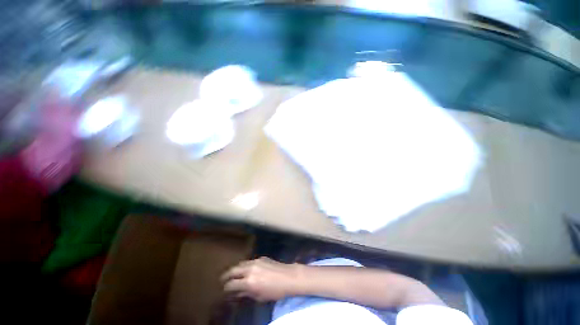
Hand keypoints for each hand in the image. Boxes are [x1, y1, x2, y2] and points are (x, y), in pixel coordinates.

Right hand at [221, 257, 300, 301]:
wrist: (288, 277)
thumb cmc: (275, 291)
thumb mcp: (259, 296)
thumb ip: (246, 293)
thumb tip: (237, 293)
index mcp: (248, 281)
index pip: (231, 284)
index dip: (226, 288)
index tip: (224, 290)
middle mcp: (250, 269)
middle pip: (233, 270)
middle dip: (227, 275)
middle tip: (223, 279)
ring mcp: (256, 261)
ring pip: (241, 264)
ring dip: (236, 269)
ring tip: (233, 273)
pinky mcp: (261, 258)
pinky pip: (250, 261)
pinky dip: (245, 265)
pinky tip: (247, 269)